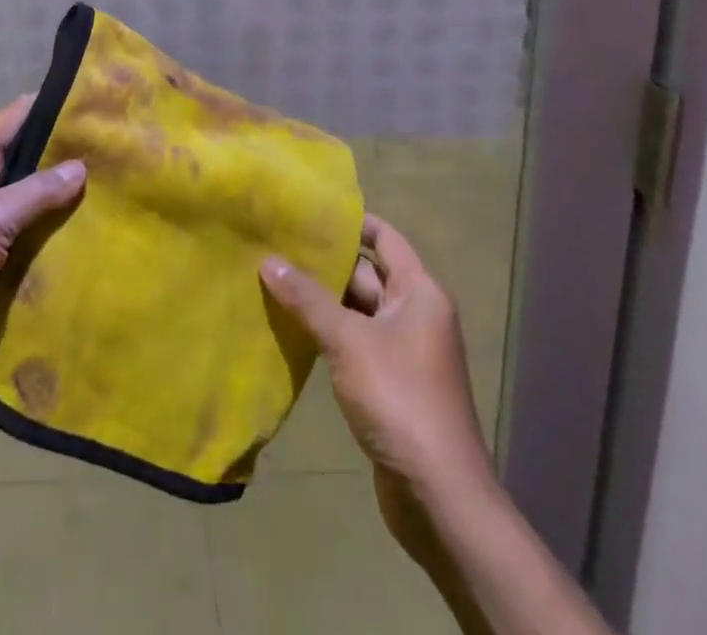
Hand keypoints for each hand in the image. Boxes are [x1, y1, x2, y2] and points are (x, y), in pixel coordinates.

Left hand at [0, 97, 86, 392]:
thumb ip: (36, 192)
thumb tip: (81, 165)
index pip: (20, 115)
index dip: (59, 107)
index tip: (102, 108)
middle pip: (26, 156)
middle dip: (66, 156)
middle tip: (118, 157)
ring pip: (25, 198)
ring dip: (58, 199)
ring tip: (111, 197)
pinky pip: (17, 234)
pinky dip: (43, 235)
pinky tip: (79, 240)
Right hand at [260, 215, 493, 511]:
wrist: (438, 496)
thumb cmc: (399, 399)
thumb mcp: (347, 341)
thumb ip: (306, 299)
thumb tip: (267, 259)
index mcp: (419, 293)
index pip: (384, 239)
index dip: (351, 222)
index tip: (309, 209)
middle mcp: (415, 314)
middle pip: (367, 274)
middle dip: (325, 262)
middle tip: (277, 242)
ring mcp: (404, 350)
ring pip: (357, 310)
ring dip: (322, 300)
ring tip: (274, 277)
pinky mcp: (390, 382)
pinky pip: (355, 341)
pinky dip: (328, 332)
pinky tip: (291, 326)